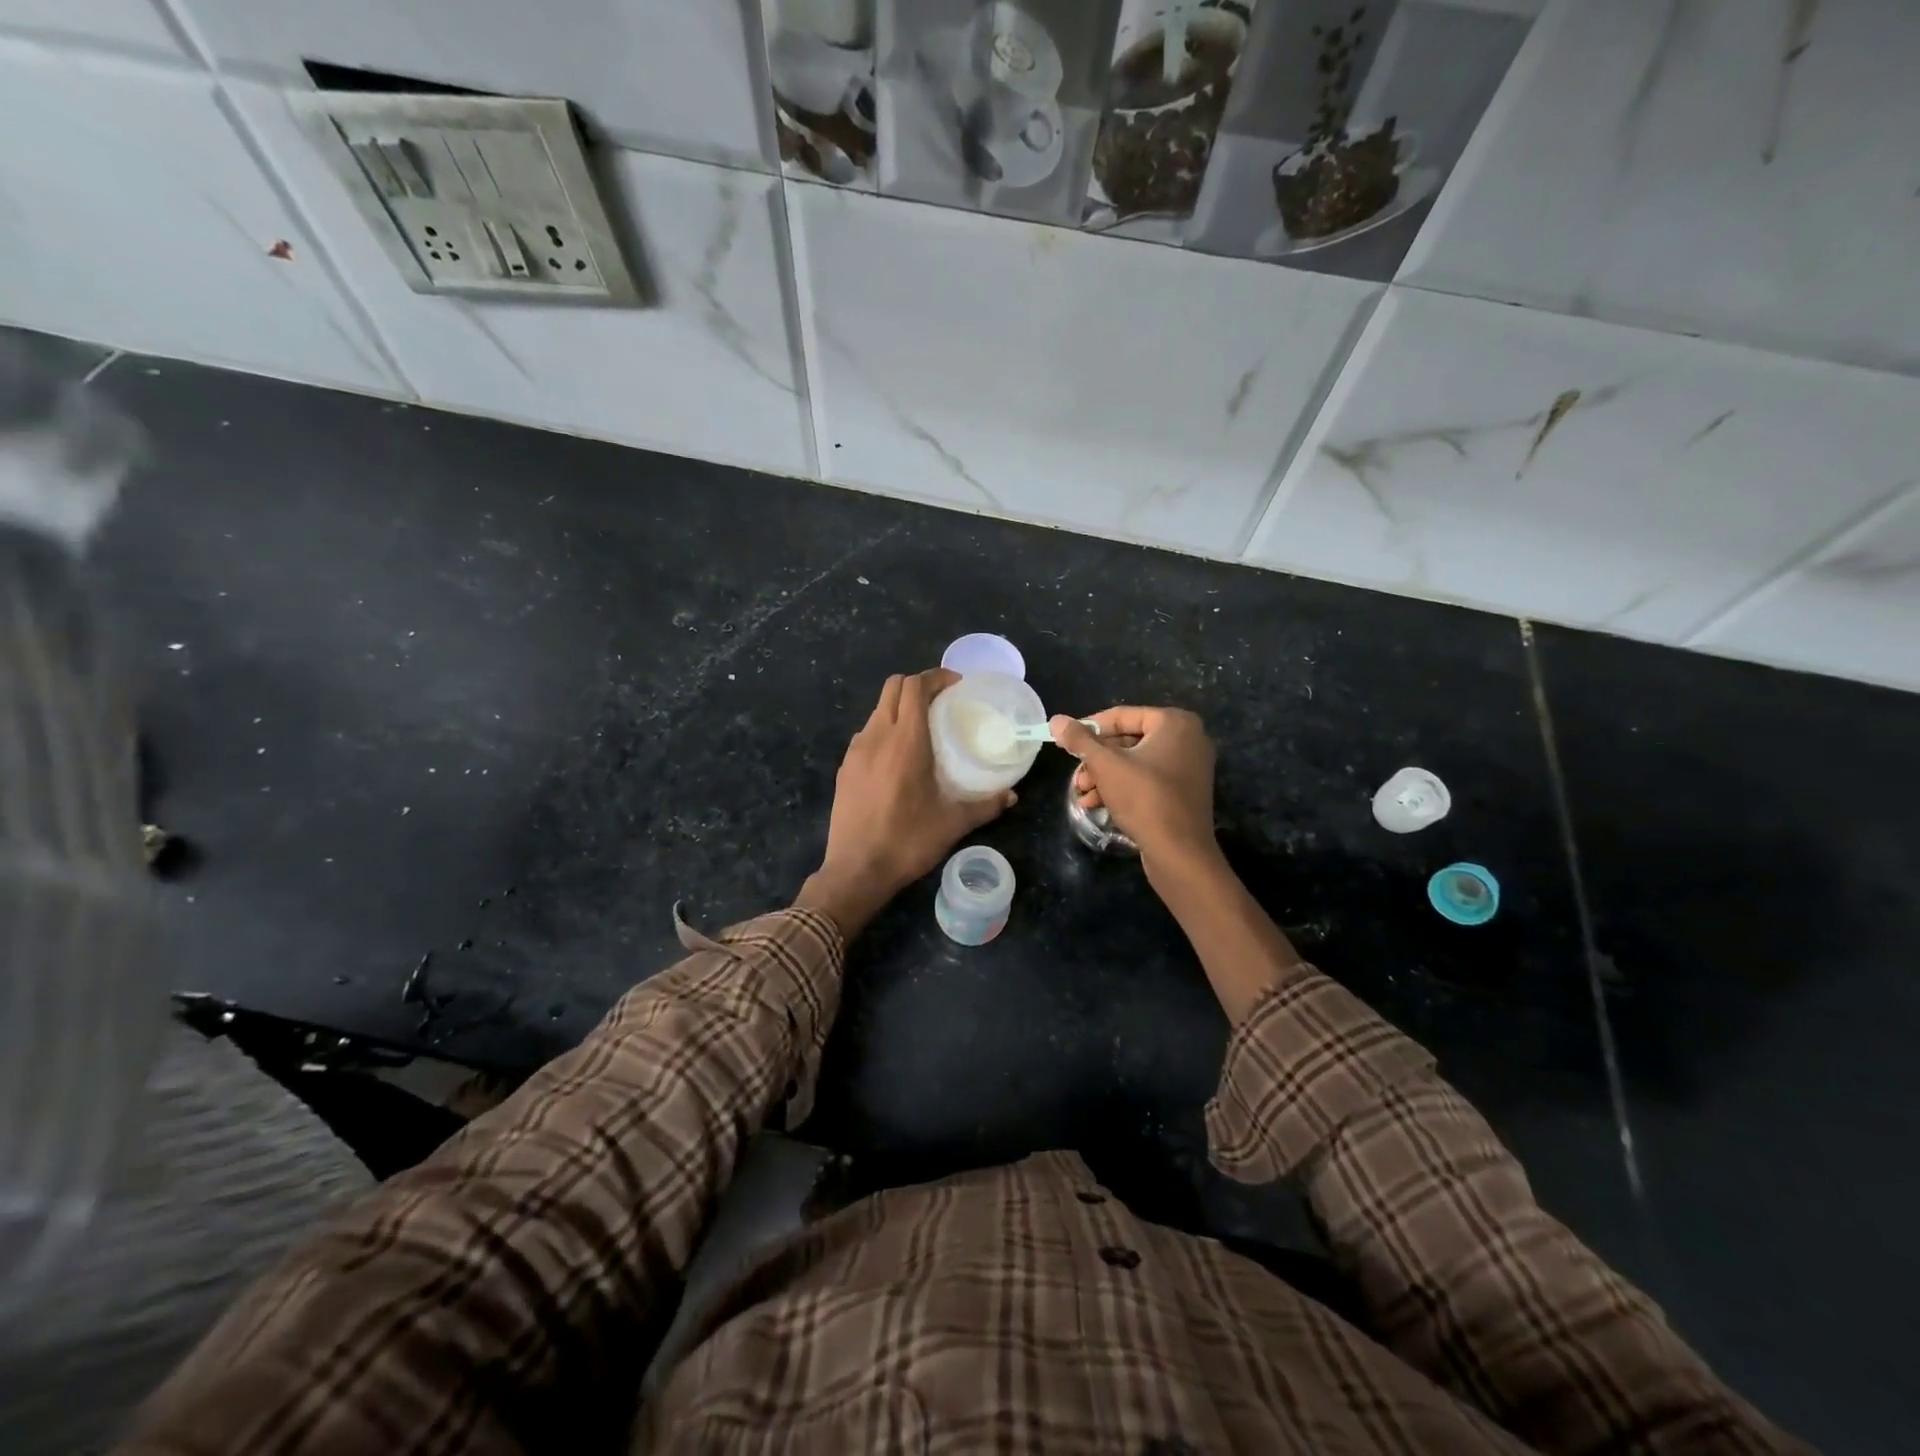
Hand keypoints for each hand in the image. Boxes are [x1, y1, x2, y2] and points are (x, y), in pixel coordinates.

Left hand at [799, 669, 1015, 936]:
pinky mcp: (845, 767)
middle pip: (893, 687)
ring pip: (878, 710)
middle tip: (943, 701)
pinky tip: (898, 758)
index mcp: (905, 742)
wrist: (856, 870)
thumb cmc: (907, 842)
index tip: (957, 685)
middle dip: (918, 685)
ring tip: (923, 729)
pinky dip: (885, 730)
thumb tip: (1011, 795)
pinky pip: (867, 733)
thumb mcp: (953, 824)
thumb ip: (985, 805)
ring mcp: (856, 751)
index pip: (915, 687)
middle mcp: (877, 737)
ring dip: (901, 707)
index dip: (936, 677)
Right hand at [1051, 708, 1218, 878]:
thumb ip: (1080, 740)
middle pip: (1129, 740)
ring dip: (1105, 776)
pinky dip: (1124, 787)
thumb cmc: (1144, 799)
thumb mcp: (1106, 765)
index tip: (1065, 742)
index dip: (1089, 728)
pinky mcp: (1185, 791)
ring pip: (1136, 762)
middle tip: (1077, 775)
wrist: (1180, 852)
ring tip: (1083, 793)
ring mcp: (1189, 766)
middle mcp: (1188, 738)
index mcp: (1175, 723)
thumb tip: (1057, 720)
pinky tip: (1098, 803)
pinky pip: (1149, 778)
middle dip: (1097, 759)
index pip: (1122, 716)